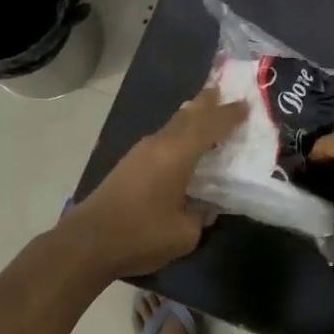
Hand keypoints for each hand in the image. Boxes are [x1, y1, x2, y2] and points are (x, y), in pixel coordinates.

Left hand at [57, 88, 246, 279]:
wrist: (87, 243)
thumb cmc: (141, 234)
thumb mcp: (185, 233)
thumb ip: (201, 215)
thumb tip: (205, 207)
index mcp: (177, 153)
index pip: (210, 126)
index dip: (230, 115)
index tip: (247, 105)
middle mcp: (159, 144)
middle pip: (188, 115)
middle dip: (206, 103)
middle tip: (222, 90)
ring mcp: (140, 153)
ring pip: (172, 125)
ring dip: (190, 117)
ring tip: (204, 111)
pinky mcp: (129, 165)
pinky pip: (162, 139)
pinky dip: (178, 134)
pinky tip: (181, 144)